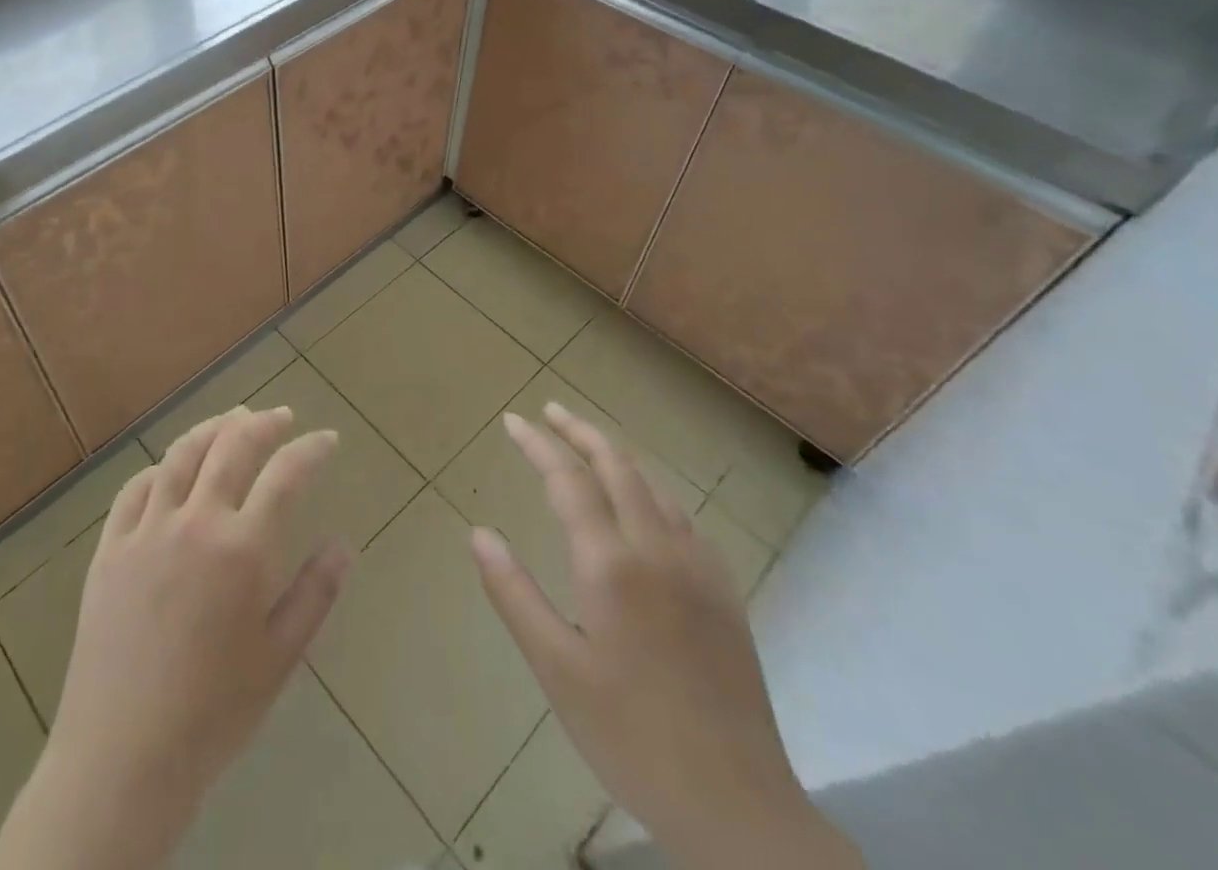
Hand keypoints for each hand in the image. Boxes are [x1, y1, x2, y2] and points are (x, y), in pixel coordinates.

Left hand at [0, 406, 346, 869]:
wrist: (124, 756)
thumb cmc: (214, 711)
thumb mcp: (281, 657)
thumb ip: (316, 593)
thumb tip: (343, 543)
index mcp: (243, 548)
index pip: (286, 474)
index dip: (311, 449)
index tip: (328, 439)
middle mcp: (196, 522)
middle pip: (232, 446)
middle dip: (263, 423)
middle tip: (281, 417)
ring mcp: (147, 530)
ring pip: (182, 455)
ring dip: (212, 429)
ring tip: (232, 421)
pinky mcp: (110, 548)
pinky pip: (135, 489)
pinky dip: (160, 468)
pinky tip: (170, 469)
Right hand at [473, 403, 862, 869]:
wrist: (738, 806)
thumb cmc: (631, 737)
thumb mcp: (556, 669)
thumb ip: (514, 593)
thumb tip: (479, 533)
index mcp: (610, 564)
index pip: (568, 479)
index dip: (537, 444)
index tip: (512, 421)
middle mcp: (657, 548)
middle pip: (617, 465)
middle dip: (579, 432)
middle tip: (549, 412)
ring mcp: (698, 566)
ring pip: (653, 485)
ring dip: (616, 454)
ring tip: (588, 443)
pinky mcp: (724, 590)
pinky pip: (682, 515)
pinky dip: (651, 488)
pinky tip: (644, 502)